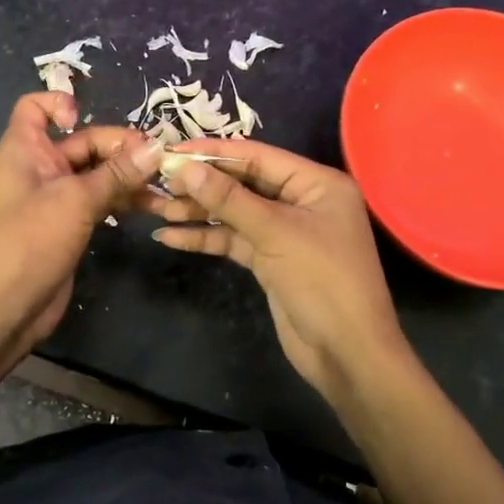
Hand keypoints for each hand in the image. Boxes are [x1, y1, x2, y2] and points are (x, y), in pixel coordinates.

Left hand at [0, 93, 162, 358]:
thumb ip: (118, 173)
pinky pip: (100, 200)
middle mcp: (39, 168)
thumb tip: (158, 147)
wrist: (5, 309)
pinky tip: (152, 206)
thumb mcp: (76, 201)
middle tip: (159, 160)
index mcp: (25, 150)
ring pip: (96, 173)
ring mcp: (55, 198)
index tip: (87, 120)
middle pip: (83, 141)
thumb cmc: (30, 242)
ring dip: (128, 176)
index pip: (35, 107)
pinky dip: (122, 199)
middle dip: (119, 148)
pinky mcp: (69, 224)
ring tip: (165, 185)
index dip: (60, 104)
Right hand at [148, 142, 410, 398]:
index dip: (213, 153)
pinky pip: (234, 240)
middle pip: (243, 183)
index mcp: (316, 183)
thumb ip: (229, 199)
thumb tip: (186, 166)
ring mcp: (285, 231)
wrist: (347, 353)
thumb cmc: (322, 280)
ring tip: (156, 208)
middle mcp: (302, 200)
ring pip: (234, 213)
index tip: (172, 151)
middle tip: (158, 180)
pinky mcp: (270, 260)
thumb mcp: (275, 233)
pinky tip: (171, 238)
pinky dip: (206, 238)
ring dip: (198, 211)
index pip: (258, 157)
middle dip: (202, 184)